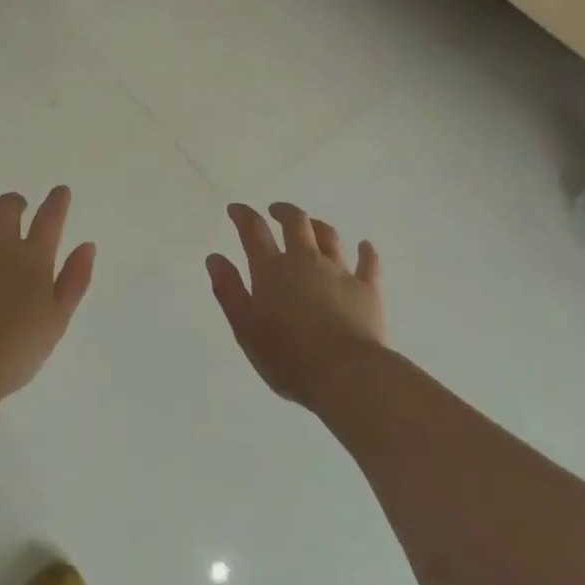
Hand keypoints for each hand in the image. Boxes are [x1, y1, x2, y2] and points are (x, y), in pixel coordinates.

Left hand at [0, 186, 95, 412]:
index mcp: (33, 259)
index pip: (49, 218)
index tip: (60, 191)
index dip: (57, 201)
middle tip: (20, 209)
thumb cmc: (14, 352)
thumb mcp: (57, 322)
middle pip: (7, 207)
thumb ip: (74, 281)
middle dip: (16, 202)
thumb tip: (87, 246)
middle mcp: (0, 247)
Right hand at [207, 202, 385, 409]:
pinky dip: (366, 252)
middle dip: (284, 212)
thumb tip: (215, 258)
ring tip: (312, 227)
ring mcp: (340, 272)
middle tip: (276, 211)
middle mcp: (306, 261)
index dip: (243, 215)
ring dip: (318, 227)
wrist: (346, 375)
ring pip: (329, 237)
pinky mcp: (368, 289)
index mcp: (272, 270)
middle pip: (296, 223)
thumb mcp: (245, 328)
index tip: (236, 209)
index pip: (254, 231)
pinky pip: (369, 263)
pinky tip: (365, 246)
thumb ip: (229, 291)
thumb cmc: (288, 357)